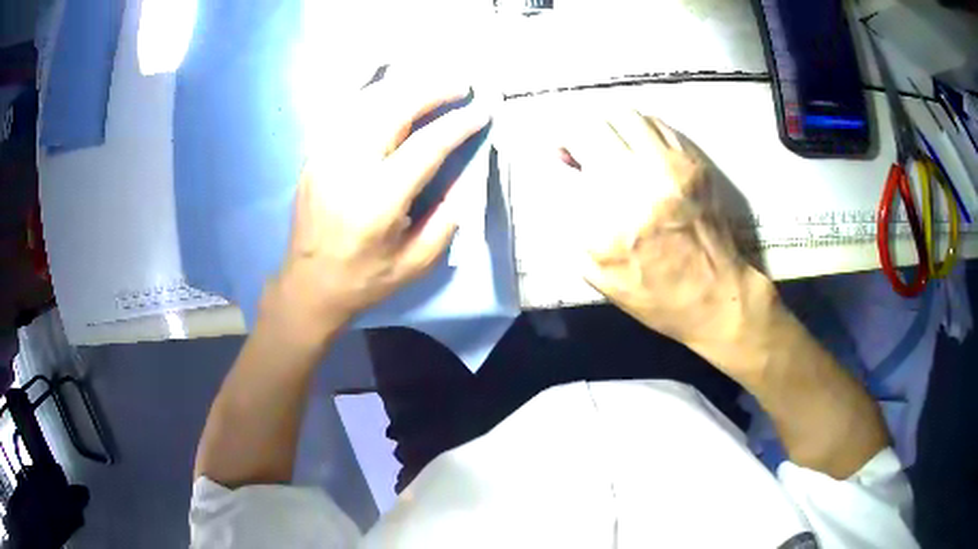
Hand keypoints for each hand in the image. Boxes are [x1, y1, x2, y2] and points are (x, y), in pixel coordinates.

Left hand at [261, 77, 489, 349]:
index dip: (458, 124)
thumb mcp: (417, 262)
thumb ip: (449, 216)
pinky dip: (369, 90)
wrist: (308, 285)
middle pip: (393, 109)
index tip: (481, 111)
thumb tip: (468, 171)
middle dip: (432, 90)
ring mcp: (325, 156)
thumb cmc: (365, 279)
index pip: (425, 146)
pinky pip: (344, 109)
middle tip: (460, 85)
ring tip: (432, 80)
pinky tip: (388, 81)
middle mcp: (348, 168)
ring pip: (366, 101)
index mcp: (377, 201)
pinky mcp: (314, 154)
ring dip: (403, 85)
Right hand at [560, 112, 776, 378]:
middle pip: (593, 125)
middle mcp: (638, 182)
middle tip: (584, 148)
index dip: (561, 148)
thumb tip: (567, 173)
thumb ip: (573, 221)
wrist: (714, 296)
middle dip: (580, 133)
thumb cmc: (653, 295)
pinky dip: (639, 130)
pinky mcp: (693, 163)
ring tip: (612, 145)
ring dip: (610, 126)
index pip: (571, 156)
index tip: (563, 156)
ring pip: (625, 115)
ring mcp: (670, 167)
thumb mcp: (597, 273)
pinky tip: (640, 149)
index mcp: (607, 218)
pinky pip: (656, 125)